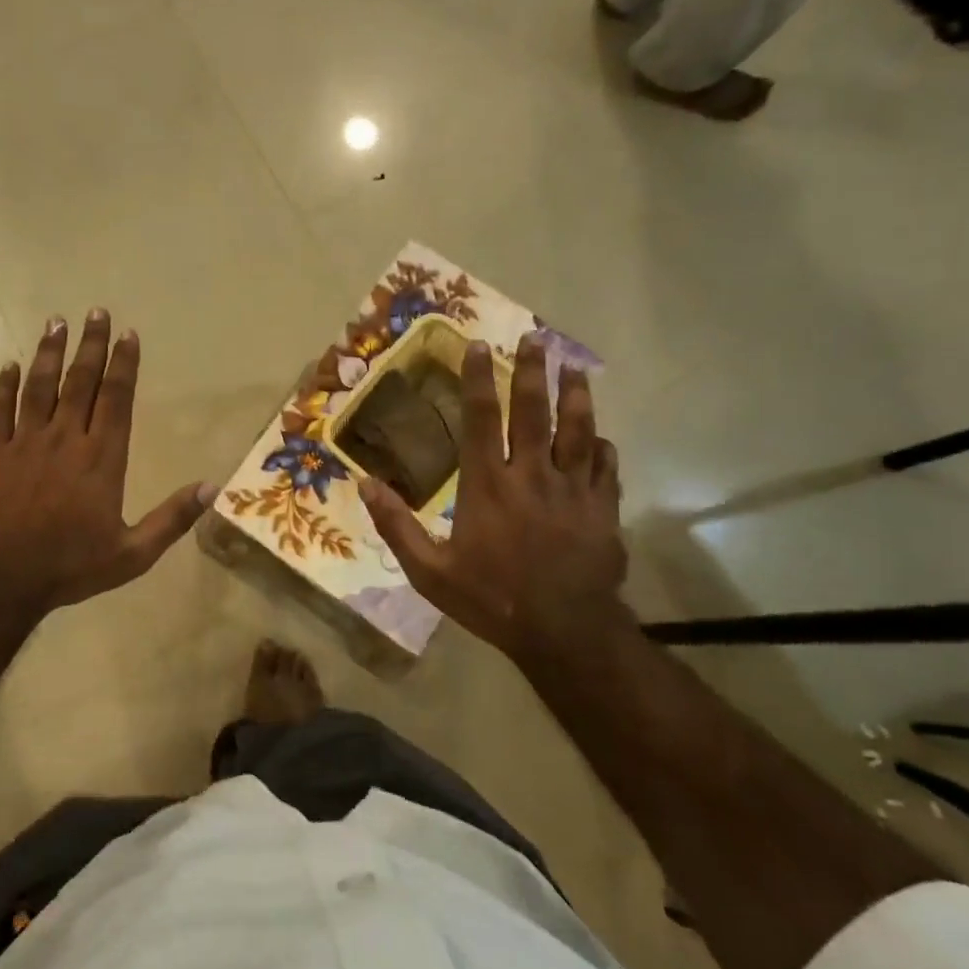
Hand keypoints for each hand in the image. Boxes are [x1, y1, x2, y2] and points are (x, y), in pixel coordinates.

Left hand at [0, 311, 212, 622]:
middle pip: (80, 382)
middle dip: (91, 345)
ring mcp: (25, 443)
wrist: (3, 578)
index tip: (128, 334)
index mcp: (101, 458)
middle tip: (96, 311)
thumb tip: (213, 487)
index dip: (124, 364)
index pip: (116, 399)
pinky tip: (10, 366)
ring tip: (56, 322)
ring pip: (39, 387)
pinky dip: (3, 387)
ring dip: (49, 354)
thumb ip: (172, 519)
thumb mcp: (133, 554)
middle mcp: (65, 439)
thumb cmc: (71, 566)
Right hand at [359, 337, 632, 661]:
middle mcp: (531, 476)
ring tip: (574, 367)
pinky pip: (605, 467)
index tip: (478, 347)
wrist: (564, 631)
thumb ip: (396, 525)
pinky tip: (600, 435)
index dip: (477, 380)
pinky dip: (601, 446)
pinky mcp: (602, 509)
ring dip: (575, 395)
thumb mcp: (429, 571)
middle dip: (532, 371)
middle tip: (535, 337)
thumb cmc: (490, 599)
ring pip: (577, 430)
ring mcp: (572, 490)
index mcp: (487, 486)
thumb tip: (364, 484)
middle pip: (533, 412)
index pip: (480, 420)